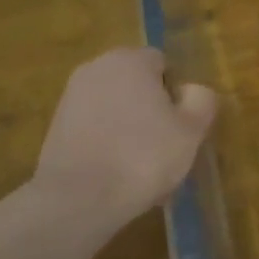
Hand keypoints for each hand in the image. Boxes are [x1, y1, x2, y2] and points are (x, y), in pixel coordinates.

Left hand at [31, 48, 217, 228]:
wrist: (78, 199)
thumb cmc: (143, 156)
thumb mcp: (192, 129)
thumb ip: (201, 99)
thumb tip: (191, 90)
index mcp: (130, 60)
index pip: (163, 65)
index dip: (176, 94)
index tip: (181, 125)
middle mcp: (96, 68)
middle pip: (137, 85)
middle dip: (152, 110)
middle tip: (166, 147)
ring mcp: (71, 98)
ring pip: (116, 109)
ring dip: (130, 129)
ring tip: (141, 167)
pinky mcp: (56, 127)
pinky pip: (95, 129)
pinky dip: (108, 144)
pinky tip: (117, 174)